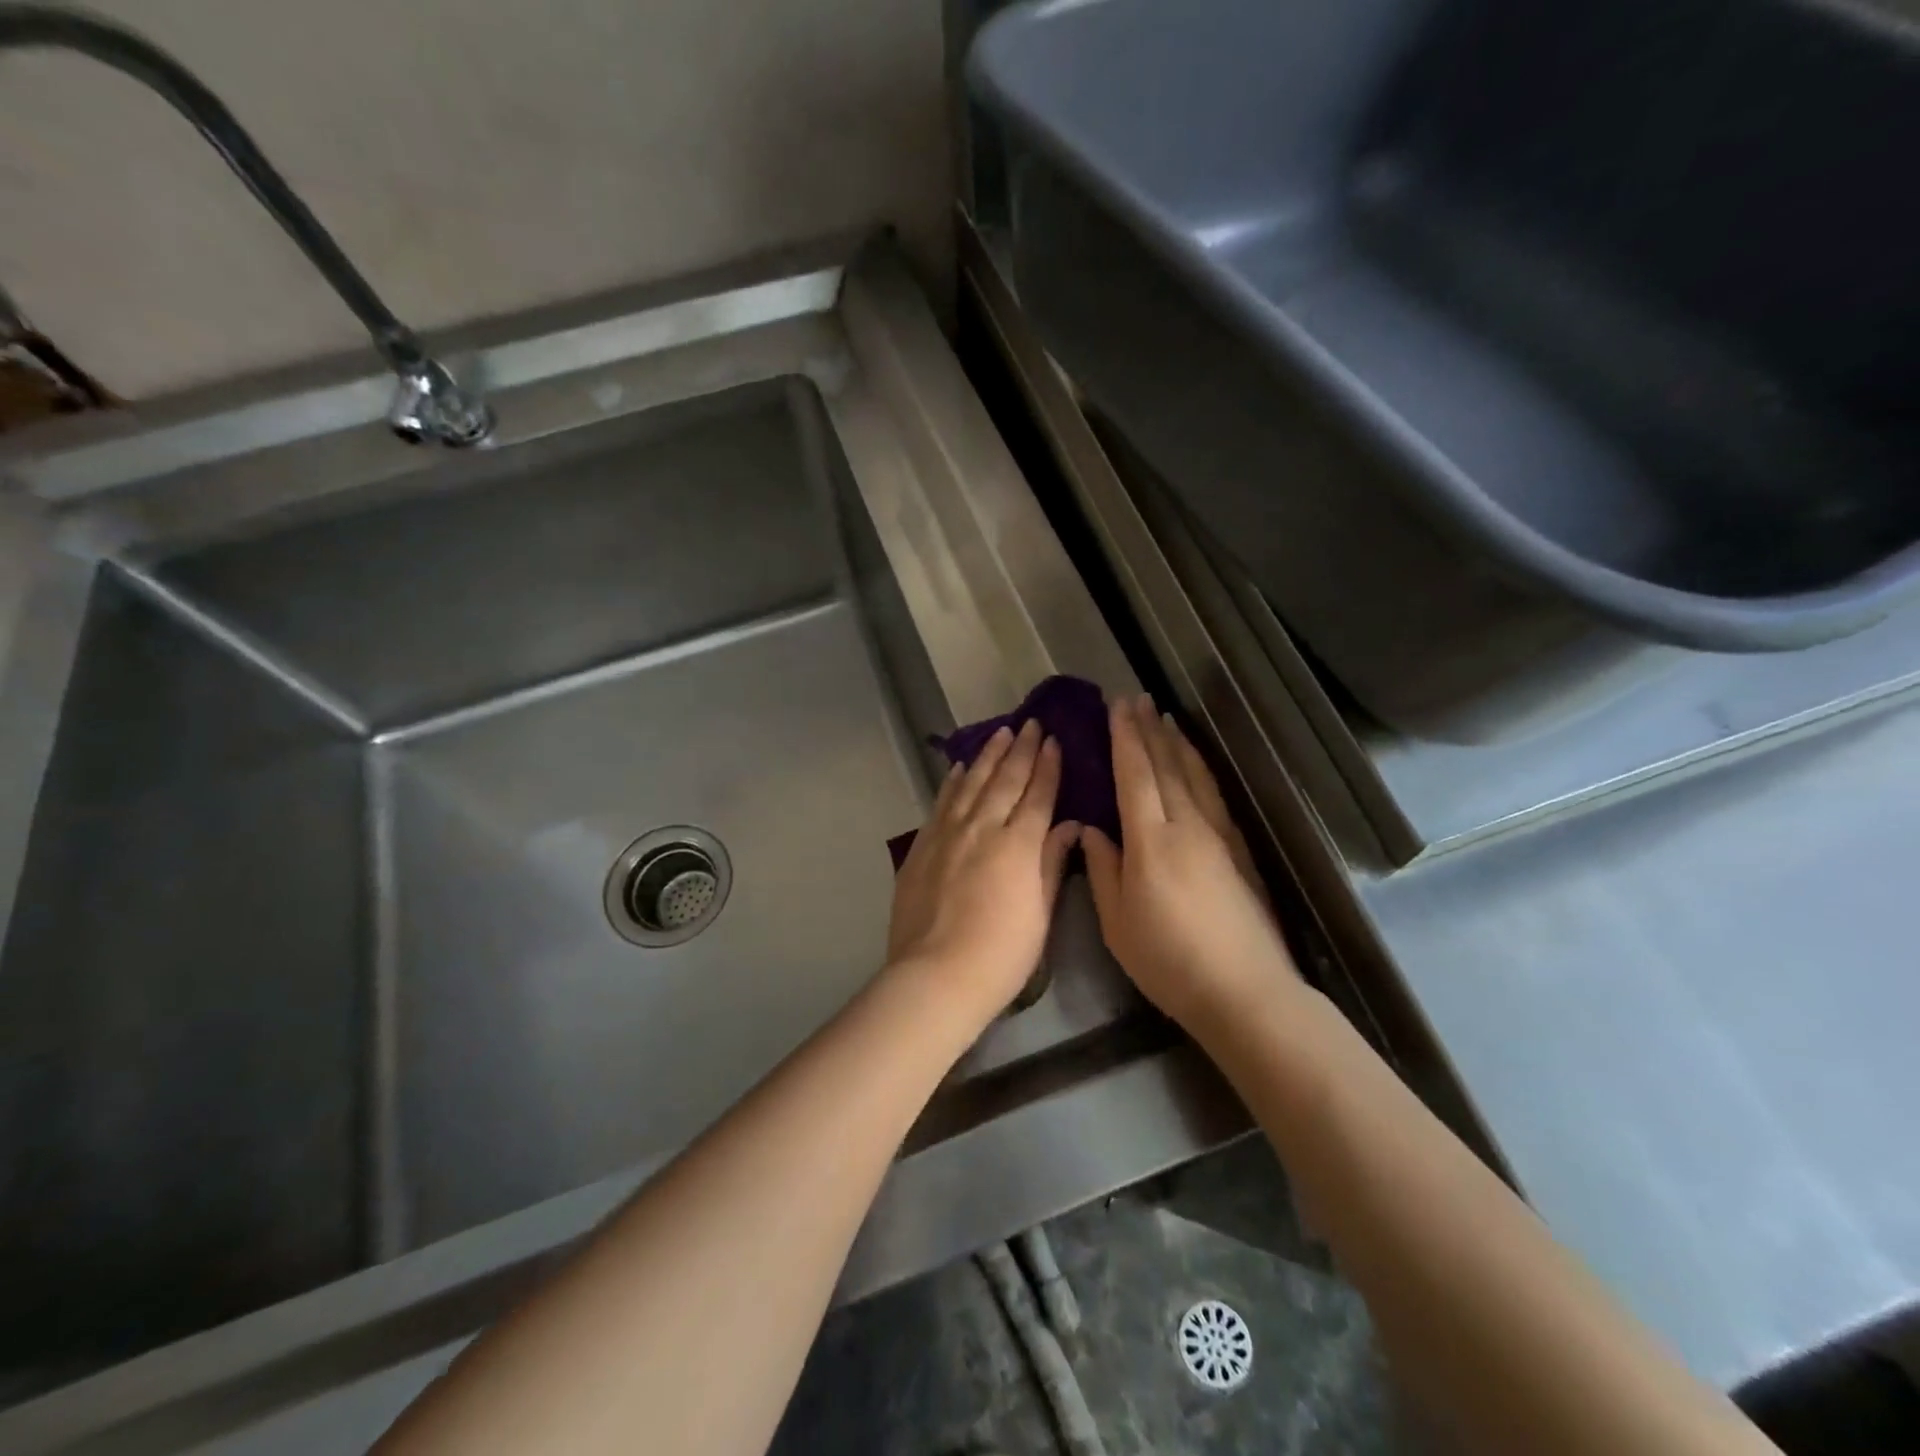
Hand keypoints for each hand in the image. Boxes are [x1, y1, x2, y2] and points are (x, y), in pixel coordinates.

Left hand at [886, 720, 1080, 1027]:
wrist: (936, 975)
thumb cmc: (1001, 955)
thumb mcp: (1040, 913)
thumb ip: (1051, 863)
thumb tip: (1068, 826)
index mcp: (1018, 845)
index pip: (1037, 795)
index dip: (1047, 767)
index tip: (1053, 740)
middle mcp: (982, 828)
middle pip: (1004, 780)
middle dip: (1020, 750)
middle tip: (1029, 723)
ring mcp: (948, 834)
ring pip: (971, 784)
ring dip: (987, 756)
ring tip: (999, 733)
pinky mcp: (922, 847)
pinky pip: (942, 803)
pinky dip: (953, 783)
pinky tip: (960, 769)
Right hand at [1082, 696, 1297, 1032]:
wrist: (1245, 991)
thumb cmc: (1168, 961)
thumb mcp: (1117, 922)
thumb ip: (1102, 870)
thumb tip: (1090, 830)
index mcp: (1151, 841)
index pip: (1134, 775)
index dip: (1124, 738)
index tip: (1116, 707)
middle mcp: (1186, 826)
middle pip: (1166, 766)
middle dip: (1149, 730)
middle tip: (1137, 698)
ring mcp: (1217, 836)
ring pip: (1194, 776)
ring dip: (1177, 743)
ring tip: (1165, 717)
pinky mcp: (1237, 851)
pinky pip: (1214, 795)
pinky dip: (1201, 769)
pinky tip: (1197, 764)